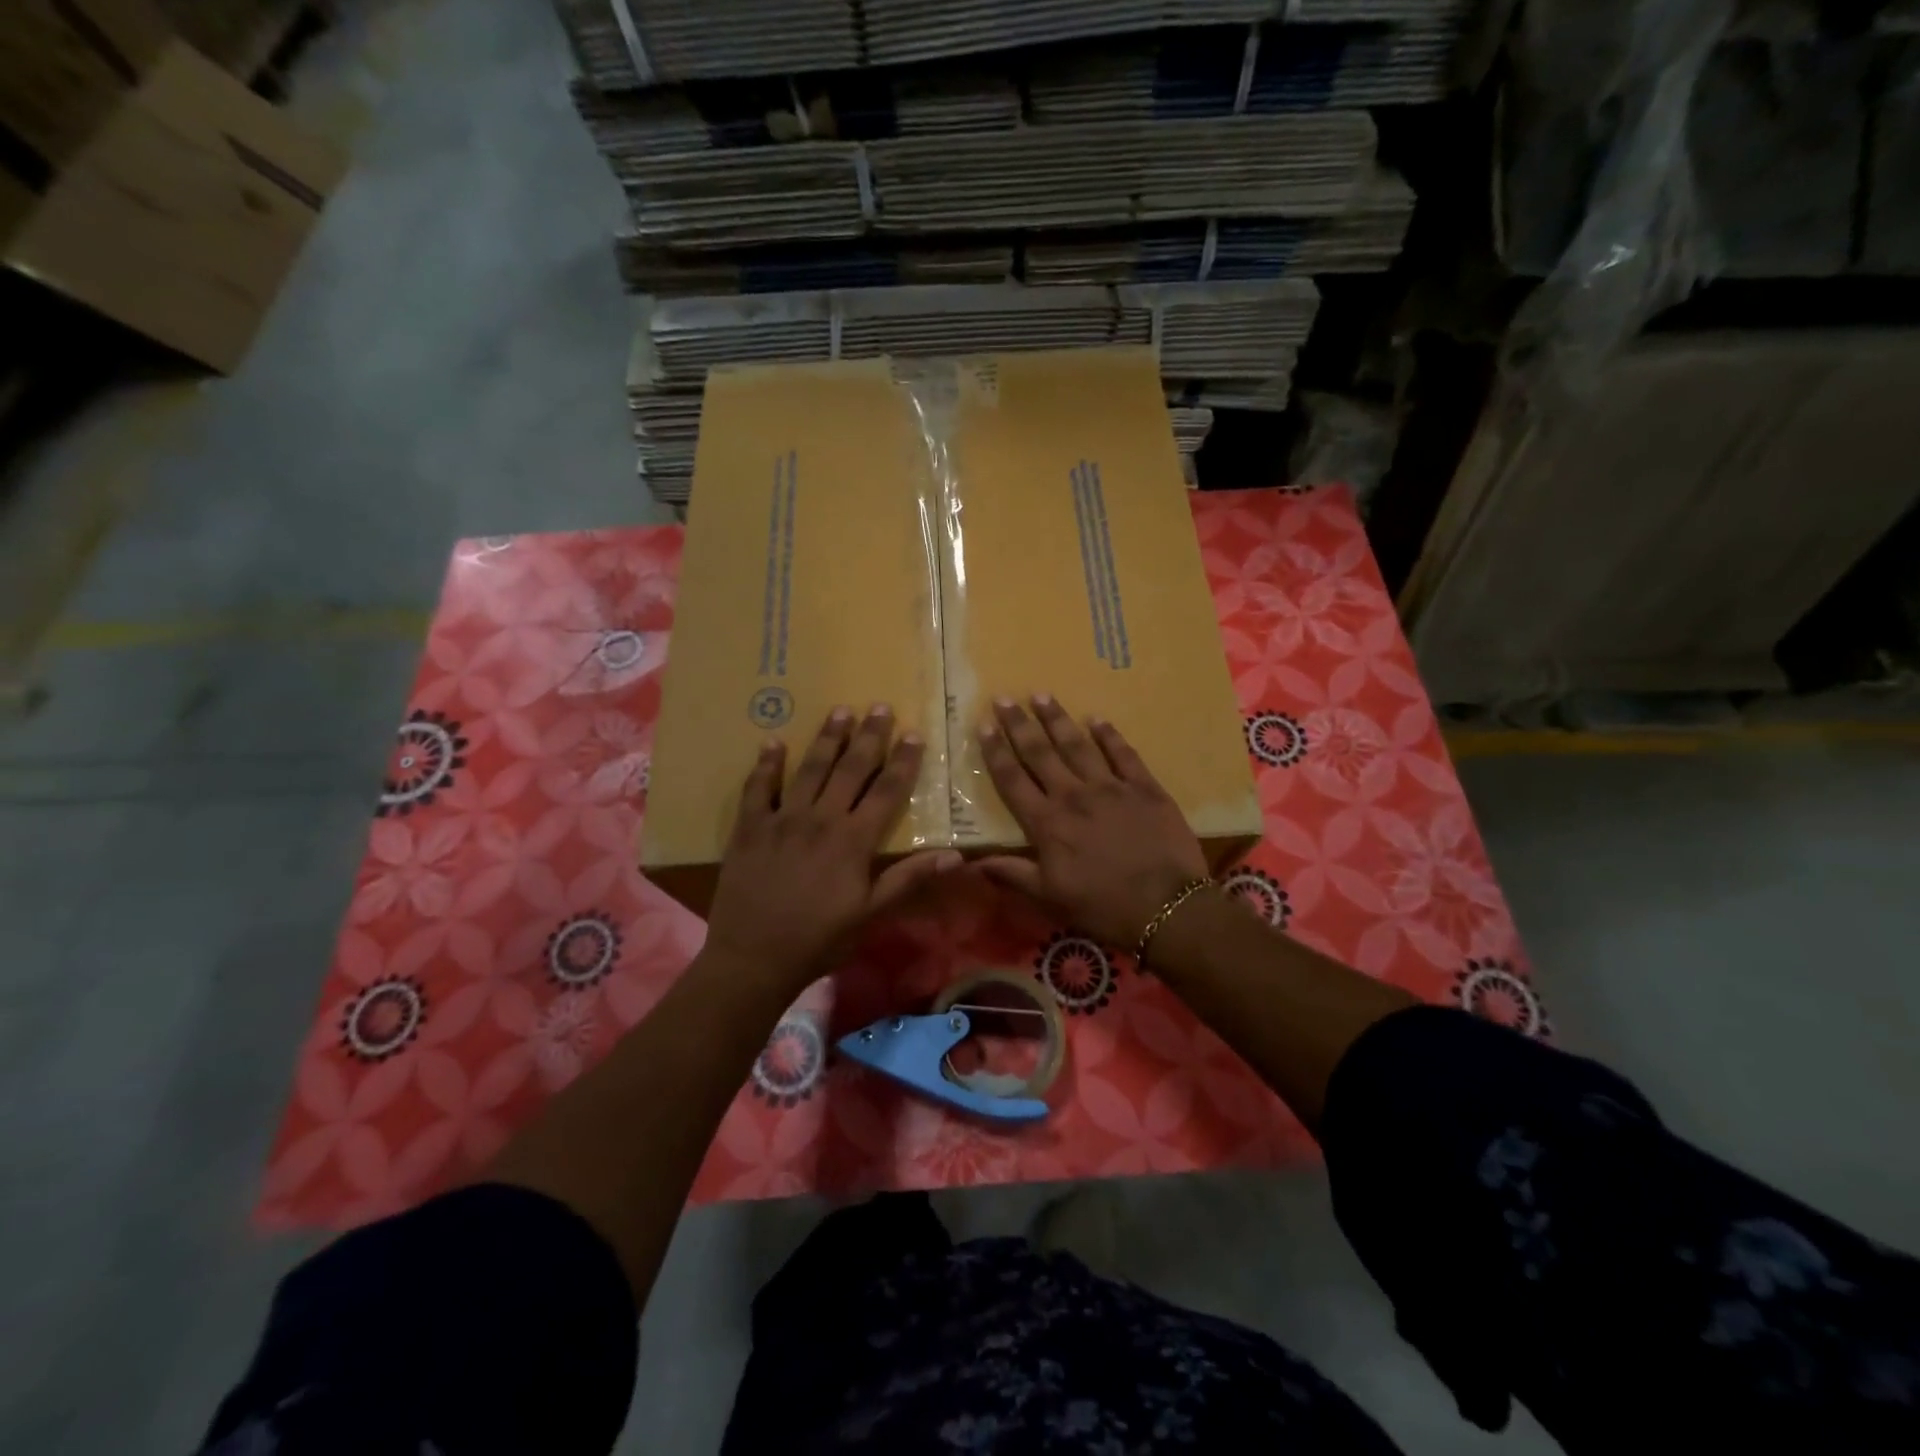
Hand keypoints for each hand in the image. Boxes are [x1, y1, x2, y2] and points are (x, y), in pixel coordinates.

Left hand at [704, 705, 960, 994]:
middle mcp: (820, 819)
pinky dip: (766, 765)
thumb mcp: (871, 914)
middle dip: (868, 737)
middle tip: (880, 706)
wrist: (754, 958)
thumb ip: (909, 879)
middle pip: (850, 769)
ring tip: (840, 711)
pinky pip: (758, 788)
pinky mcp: (750, 828)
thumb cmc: (819, 939)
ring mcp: (782, 819)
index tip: (914, 733)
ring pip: (809, 769)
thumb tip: (956, 855)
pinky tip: (772, 742)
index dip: (902, 761)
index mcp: (853, 840)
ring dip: (826, 738)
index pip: (886, 791)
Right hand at [974, 694, 1208, 946]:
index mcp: (1047, 824)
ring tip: (1042, 695)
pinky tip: (1097, 719)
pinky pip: (1123, 754)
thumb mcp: (1050, 898)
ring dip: (1058, 719)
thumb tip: (972, 862)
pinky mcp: (1145, 787)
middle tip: (1004, 698)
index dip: (996, 752)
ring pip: (1077, 745)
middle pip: (1040, 753)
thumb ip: (1013, 874)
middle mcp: (1073, 796)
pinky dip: (1109, 735)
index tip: (983, 726)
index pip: (1013, 780)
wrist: (1167, 908)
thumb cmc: (1103, 907)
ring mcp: (1111, 787)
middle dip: (1019, 724)